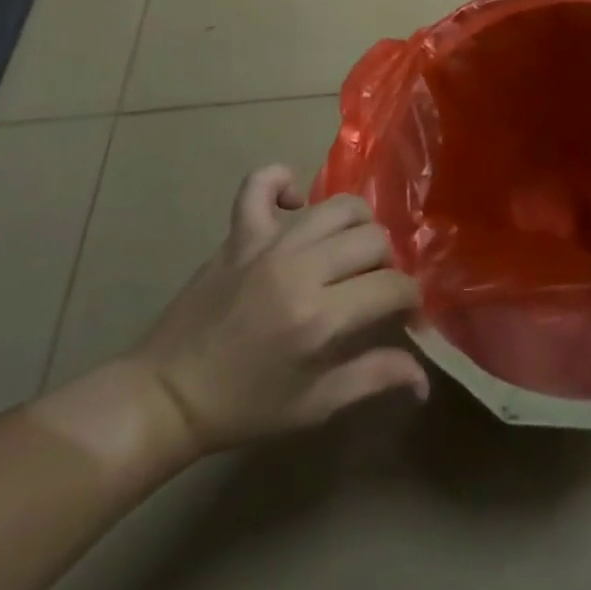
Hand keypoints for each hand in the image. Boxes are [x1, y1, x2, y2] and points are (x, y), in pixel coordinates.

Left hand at [124, 167, 427, 455]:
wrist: (166, 397)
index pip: (392, 286)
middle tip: (374, 288)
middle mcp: (299, 269)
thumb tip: (424, 377)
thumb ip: (374, 379)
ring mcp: (267, 244)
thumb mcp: (314, 406)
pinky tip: (295, 206)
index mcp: (320, 317)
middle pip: (373, 239)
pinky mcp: (239, 233)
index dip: (411, 300)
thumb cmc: (243, 407)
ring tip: (348, 251)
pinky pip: (262, 182)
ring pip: (337, 206)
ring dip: (356, 225)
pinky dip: (283, 182)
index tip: (406, 316)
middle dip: (387, 264)